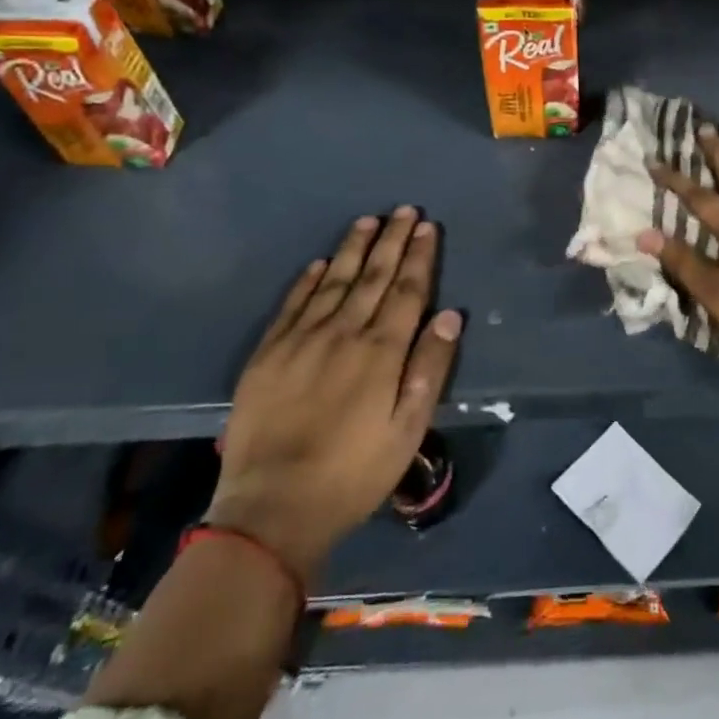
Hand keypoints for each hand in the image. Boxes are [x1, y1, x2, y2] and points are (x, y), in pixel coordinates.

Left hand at [205, 208, 462, 581]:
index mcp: (381, 351)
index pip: (407, 290)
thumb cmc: (355, 473)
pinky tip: (321, 263)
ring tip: (367, 221)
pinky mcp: (267, 355)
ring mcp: (301, 341)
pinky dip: (309, 280)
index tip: (427, 226)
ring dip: (353, 249)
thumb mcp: (408, 428)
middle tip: (403, 209)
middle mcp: (343, 333)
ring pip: (334, 282)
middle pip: (373, 276)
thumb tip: (450, 314)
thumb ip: (430, 367)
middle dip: (391, 240)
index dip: (419, 256)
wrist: (271, 510)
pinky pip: (292, 305)